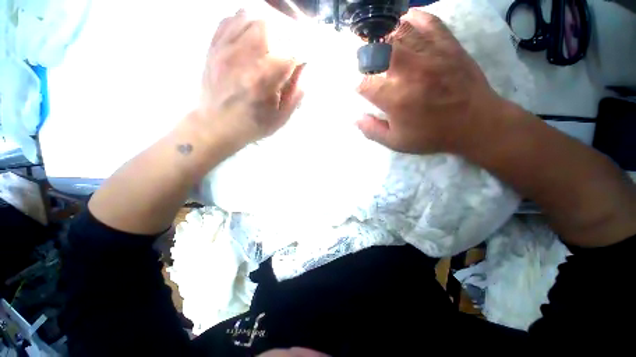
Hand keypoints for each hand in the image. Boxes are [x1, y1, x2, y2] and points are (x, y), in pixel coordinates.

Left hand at [194, 10, 303, 148]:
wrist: (215, 126)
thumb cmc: (252, 125)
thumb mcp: (280, 118)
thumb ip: (296, 93)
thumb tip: (304, 68)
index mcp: (263, 80)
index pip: (290, 52)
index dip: (302, 54)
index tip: (303, 61)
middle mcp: (243, 58)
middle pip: (270, 25)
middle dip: (285, 35)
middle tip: (286, 50)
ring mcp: (225, 49)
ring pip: (249, 16)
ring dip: (266, 26)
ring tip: (270, 42)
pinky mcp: (213, 47)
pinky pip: (229, 20)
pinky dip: (244, 22)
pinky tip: (250, 36)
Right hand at [357, 10, 504, 153]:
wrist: (476, 124)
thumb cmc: (432, 135)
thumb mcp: (396, 142)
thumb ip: (372, 131)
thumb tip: (355, 118)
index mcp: (395, 98)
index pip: (364, 84)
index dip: (358, 86)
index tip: (362, 90)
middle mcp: (410, 72)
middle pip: (379, 50)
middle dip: (367, 55)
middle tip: (368, 61)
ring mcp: (431, 54)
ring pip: (400, 32)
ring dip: (385, 36)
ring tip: (381, 44)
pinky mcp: (449, 45)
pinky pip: (429, 22)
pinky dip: (415, 17)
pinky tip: (405, 20)